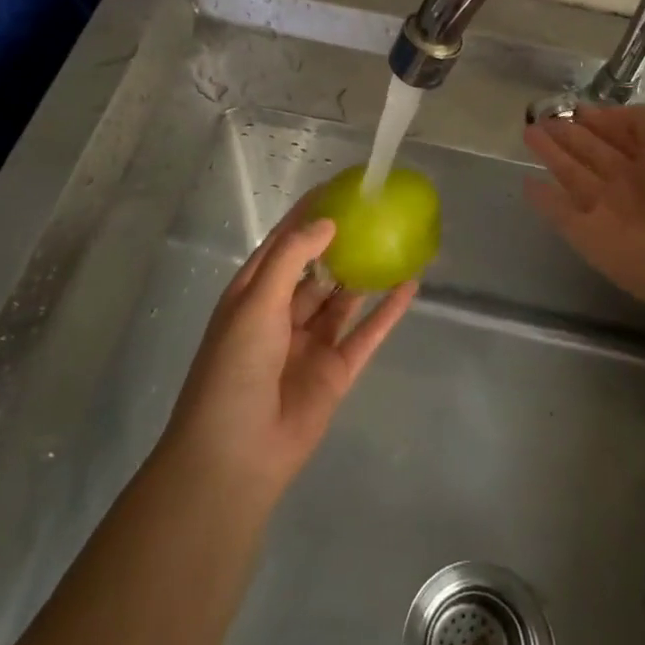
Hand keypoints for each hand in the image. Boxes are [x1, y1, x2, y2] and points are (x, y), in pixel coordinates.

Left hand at [161, 202, 416, 508]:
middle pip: (317, 268)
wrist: (236, 456)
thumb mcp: (256, 303)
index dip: (308, 215)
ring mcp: (311, 343)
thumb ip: (291, 259)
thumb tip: (327, 223)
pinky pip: (366, 333)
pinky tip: (410, 287)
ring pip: (343, 299)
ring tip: (396, 242)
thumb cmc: (234, 369)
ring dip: (365, 274)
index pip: (284, 243)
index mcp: (254, 293)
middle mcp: (283, 313)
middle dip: (341, 242)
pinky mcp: (336, 371)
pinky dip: (387, 311)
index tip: (338, 188)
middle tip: (375, 214)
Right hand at [523, 104, 644, 312]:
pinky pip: (561, 214)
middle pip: (595, 152)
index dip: (601, 119)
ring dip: (552, 155)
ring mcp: (609, 211)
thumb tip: (605, 117)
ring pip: (574, 176)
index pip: (625, 133)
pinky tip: (527, 182)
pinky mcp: (587, 236)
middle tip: (542, 117)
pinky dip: (544, 200)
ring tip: (528, 132)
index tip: (574, 107)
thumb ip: (642, 118)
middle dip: (570, 134)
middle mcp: (635, 183)